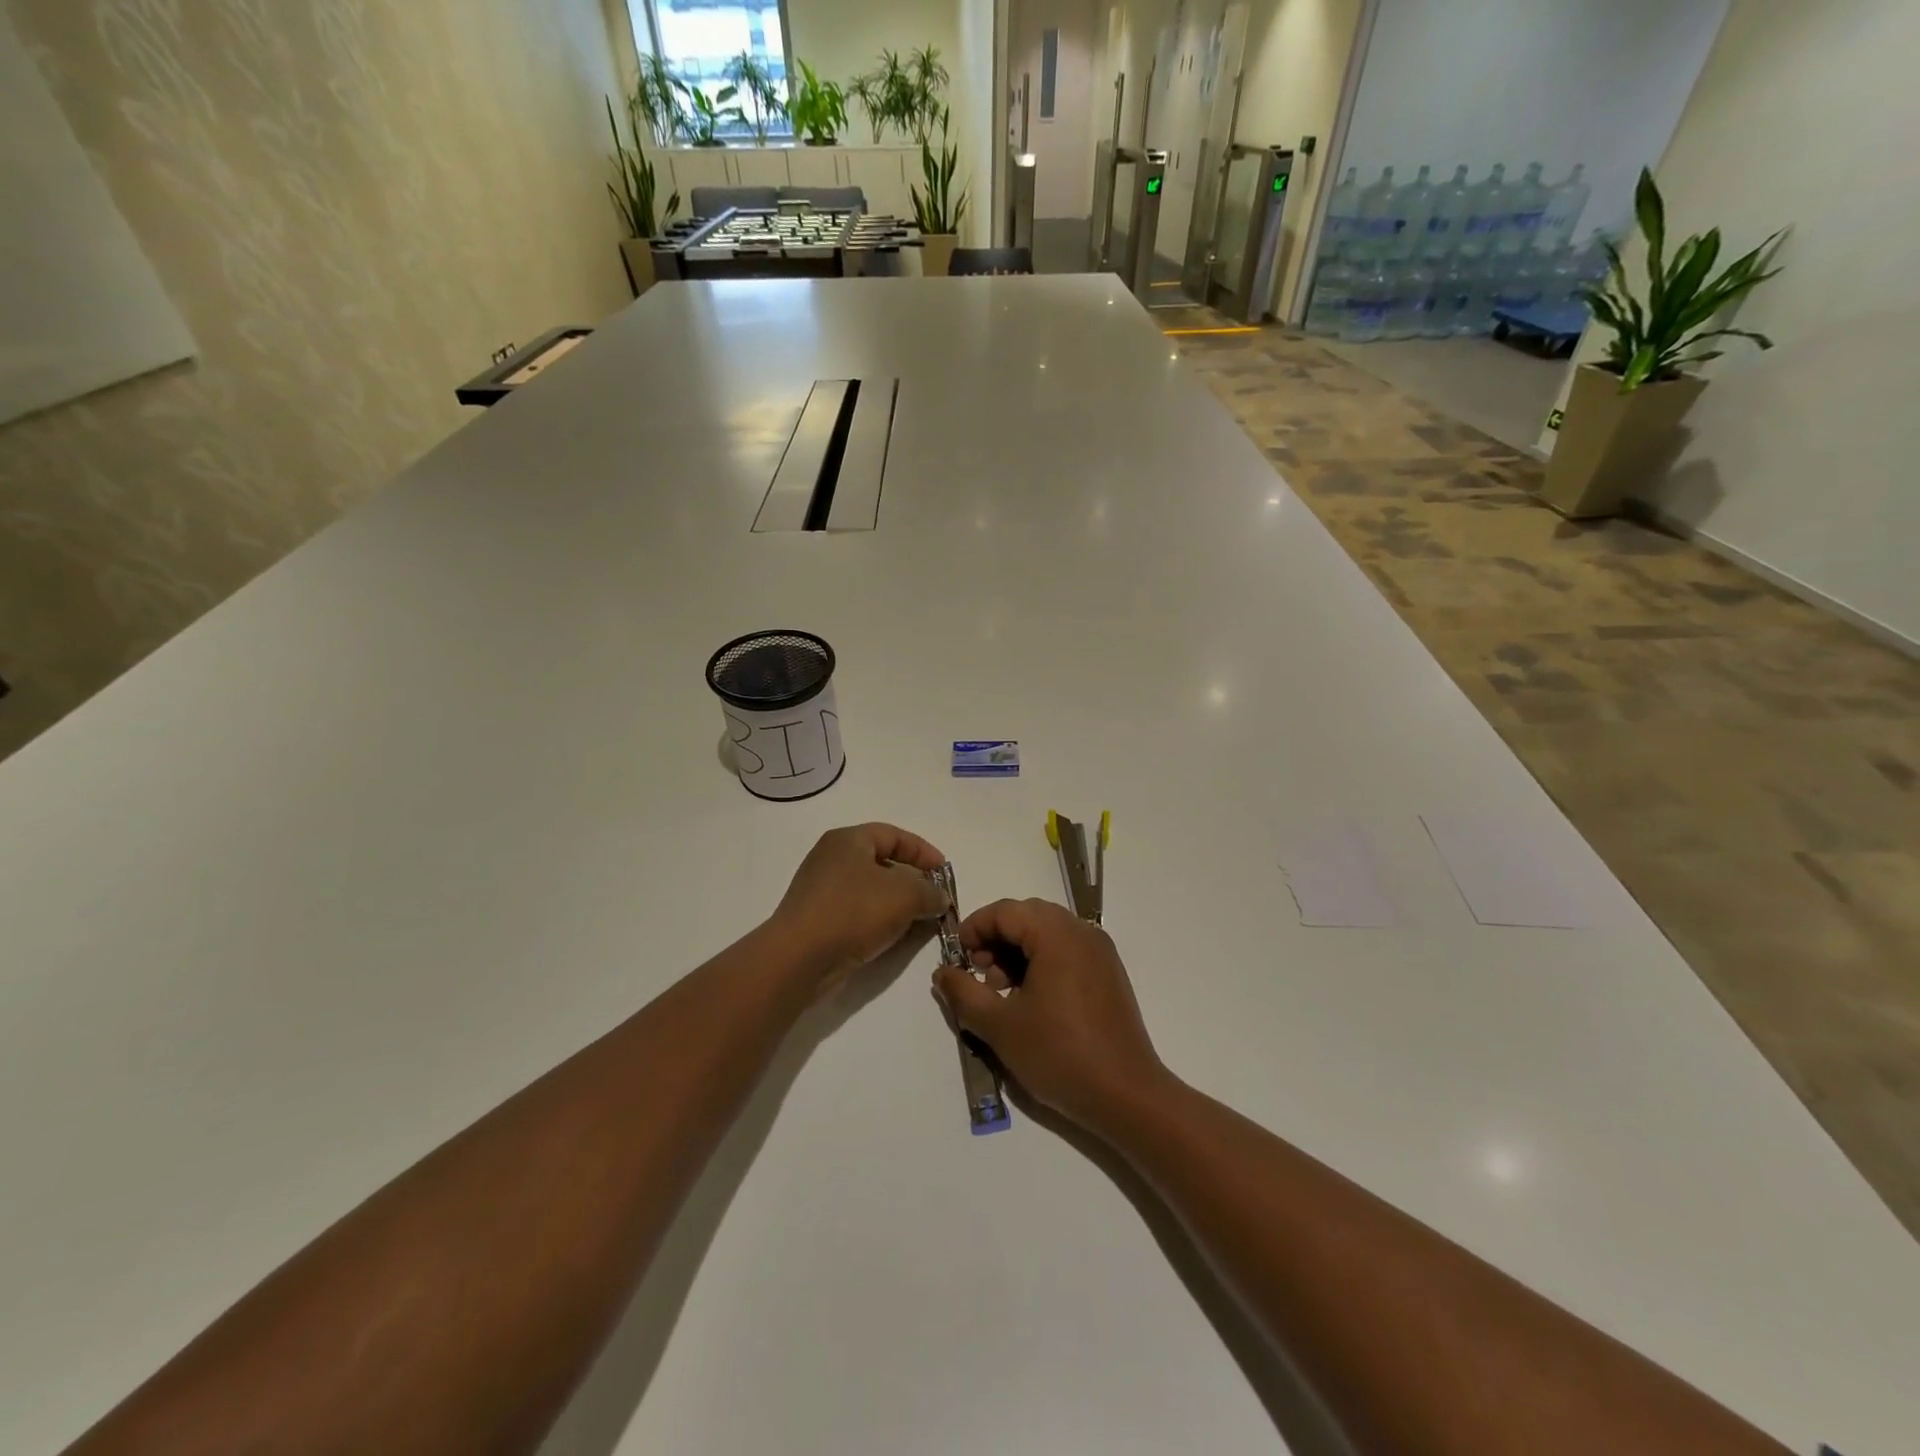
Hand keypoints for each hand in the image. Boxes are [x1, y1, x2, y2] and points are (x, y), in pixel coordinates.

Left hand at [770, 824, 947, 987]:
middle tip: (934, 898)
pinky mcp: (817, 920)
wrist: (799, 958)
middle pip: (881, 862)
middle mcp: (830, 859)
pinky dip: (879, 920)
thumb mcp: (905, 896)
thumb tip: (940, 898)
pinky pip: (857, 912)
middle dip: (912, 880)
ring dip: (897, 903)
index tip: (944, 872)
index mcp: (847, 840)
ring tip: (920, 921)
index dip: (922, 851)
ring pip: (870, 890)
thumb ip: (929, 892)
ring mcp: (821, 890)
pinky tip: (894, 936)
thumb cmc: (853, 912)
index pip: (893, 835)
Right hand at [932, 898, 1170, 1131]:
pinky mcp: (1108, 973)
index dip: (974, 928)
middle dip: (996, 939)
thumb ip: (964, 993)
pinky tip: (1031, 1000)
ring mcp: (1100, 952)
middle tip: (978, 974)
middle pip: (1027, 916)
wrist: (1126, 1095)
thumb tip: (942, 972)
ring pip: (1047, 933)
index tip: (957, 958)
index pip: (1005, 911)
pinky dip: (1041, 962)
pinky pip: (1067, 950)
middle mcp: (1082, 932)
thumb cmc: (1059, 1054)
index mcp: (1057, 935)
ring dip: (1018, 951)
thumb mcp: (1000, 1026)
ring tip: (1002, 992)